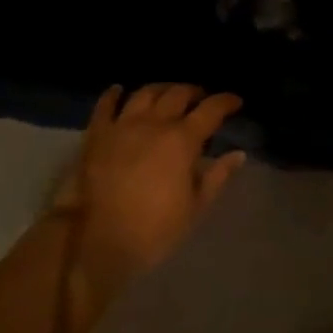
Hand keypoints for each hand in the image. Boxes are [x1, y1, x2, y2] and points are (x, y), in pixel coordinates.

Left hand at [58, 84, 246, 285]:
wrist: (95, 243)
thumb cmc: (154, 229)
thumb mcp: (195, 207)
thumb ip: (217, 176)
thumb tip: (237, 154)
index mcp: (182, 140)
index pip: (211, 109)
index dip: (226, 102)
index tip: (236, 102)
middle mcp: (154, 124)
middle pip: (178, 94)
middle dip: (195, 92)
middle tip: (202, 100)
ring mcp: (122, 126)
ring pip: (145, 93)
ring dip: (161, 89)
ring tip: (168, 94)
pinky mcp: (96, 136)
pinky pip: (105, 106)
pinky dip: (114, 95)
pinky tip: (119, 91)